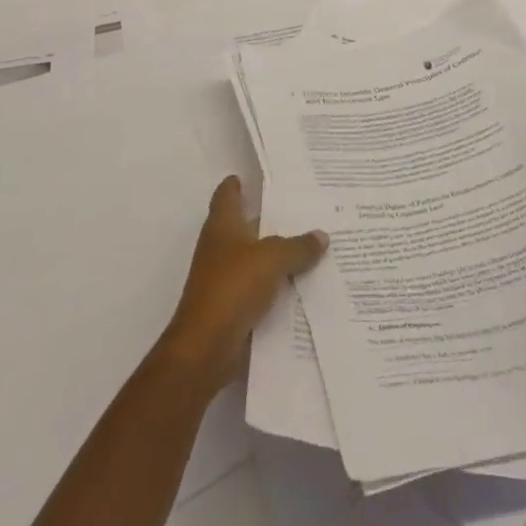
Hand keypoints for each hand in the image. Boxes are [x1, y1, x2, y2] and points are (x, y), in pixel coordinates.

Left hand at [158, 176, 327, 394]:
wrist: (204, 349)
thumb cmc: (233, 288)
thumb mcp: (273, 259)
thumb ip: (298, 246)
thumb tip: (321, 236)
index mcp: (223, 226)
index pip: (227, 195)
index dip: (237, 184)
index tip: (254, 176)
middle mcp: (220, 248)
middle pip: (246, 226)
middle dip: (270, 219)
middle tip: (304, 208)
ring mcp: (224, 279)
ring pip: (256, 258)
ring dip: (277, 254)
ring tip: (312, 244)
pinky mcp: (232, 307)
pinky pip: (260, 288)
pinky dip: (277, 284)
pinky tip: (303, 283)